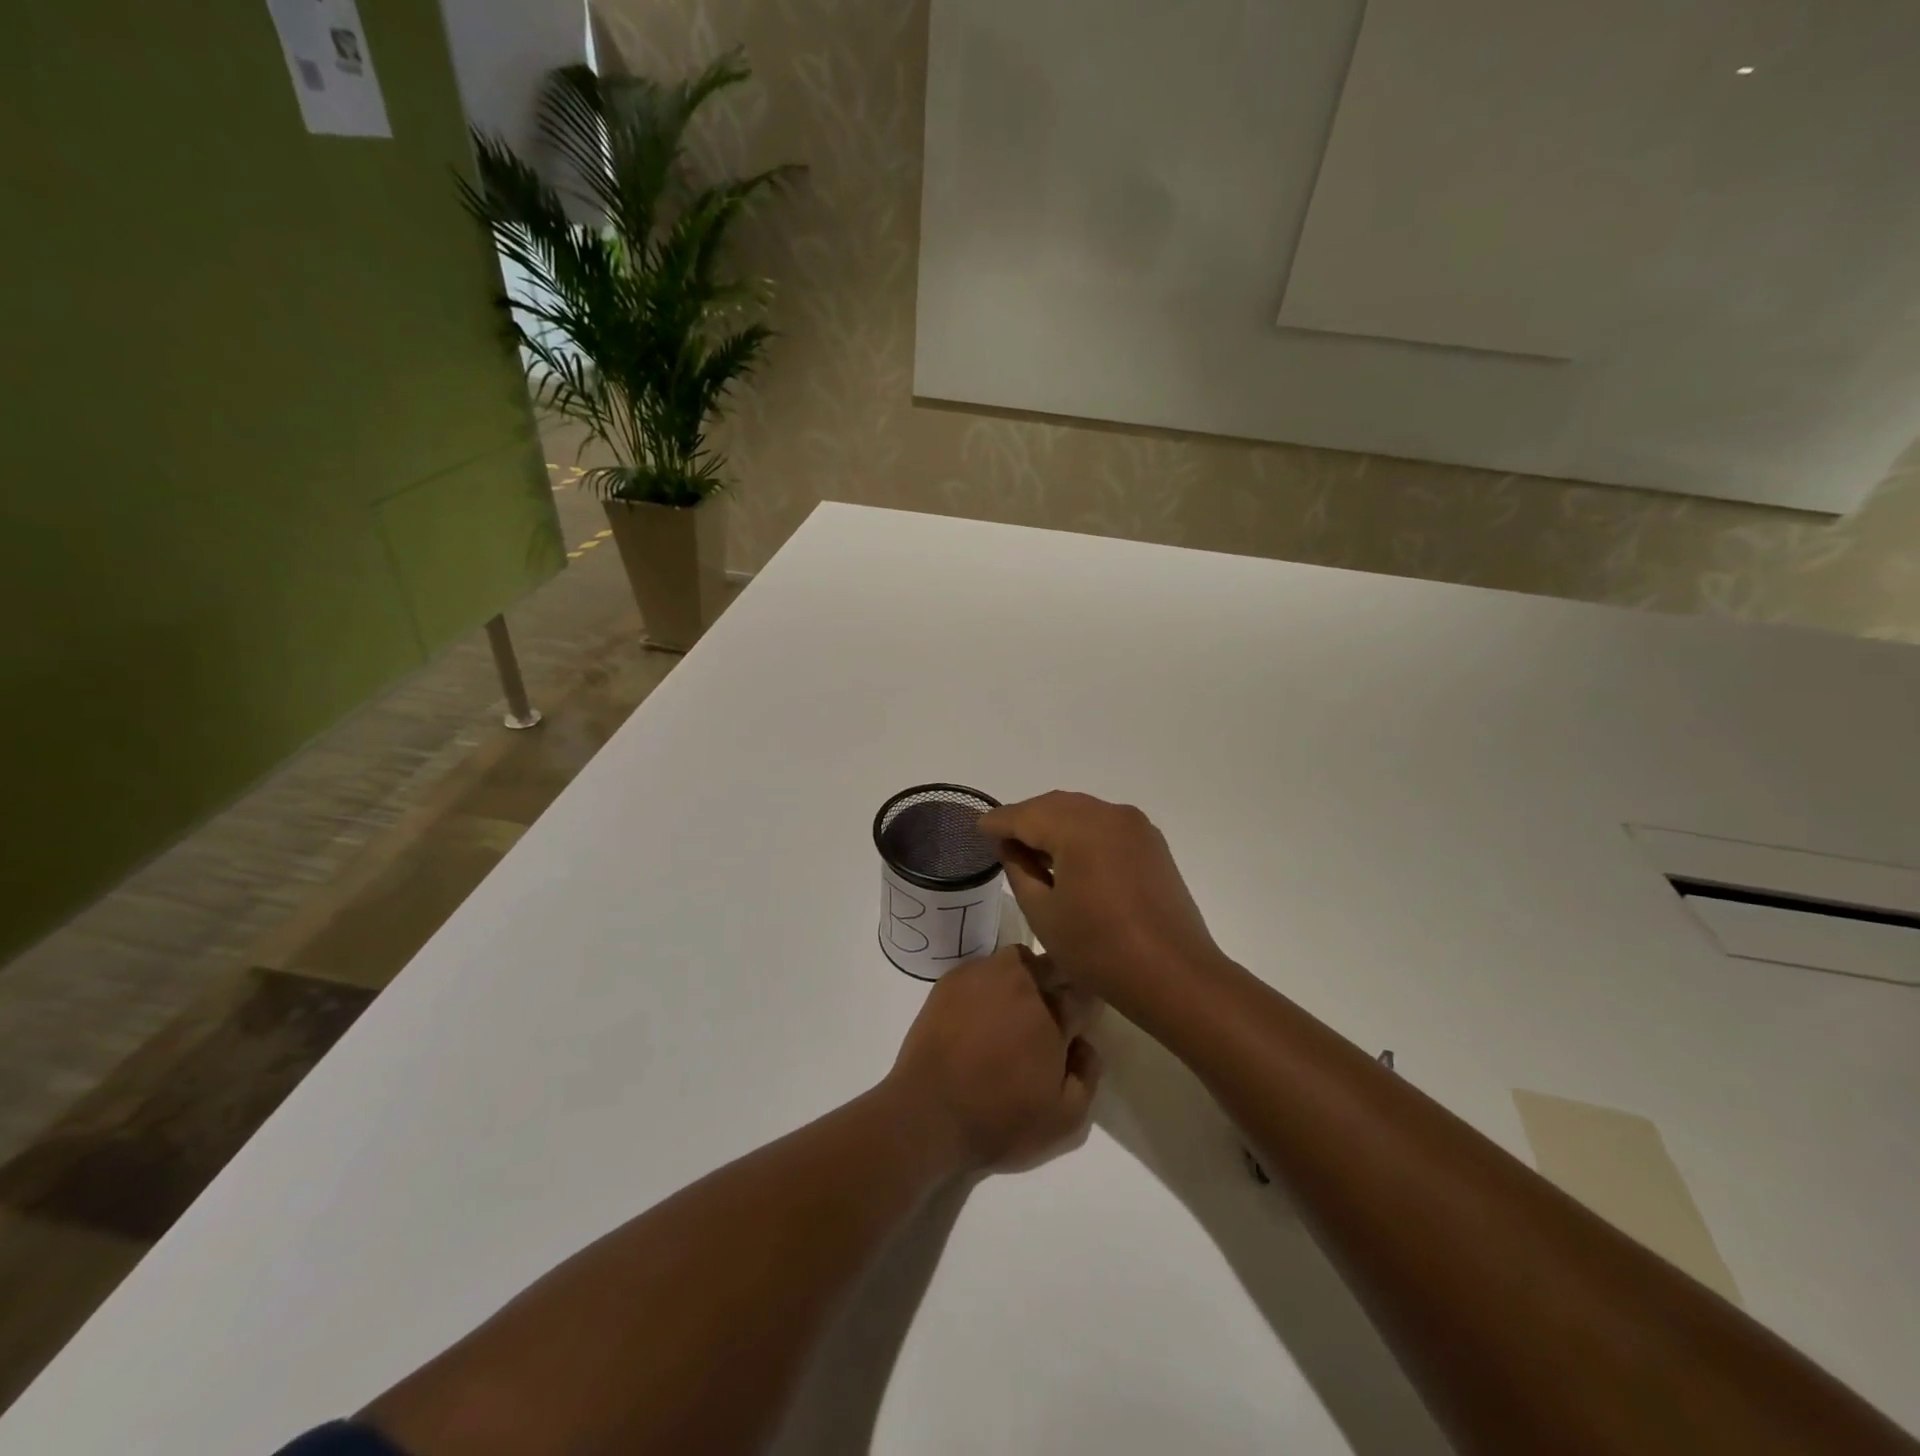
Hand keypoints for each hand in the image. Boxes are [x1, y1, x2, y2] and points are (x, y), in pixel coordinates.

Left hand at [887, 946, 1100, 1174]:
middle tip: (1050, 1016)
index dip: (1086, 1009)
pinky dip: (991, 982)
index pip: (1085, 992)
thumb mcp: (1064, 1120)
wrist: (928, 1114)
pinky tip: (981, 1012)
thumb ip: (1088, 1074)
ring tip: (1014, 1008)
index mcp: (1053, 1013)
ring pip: (1019, 959)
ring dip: (1026, 976)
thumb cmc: (1000, 1120)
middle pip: (1054, 964)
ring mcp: (984, 975)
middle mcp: (1022, 983)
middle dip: (1060, 984)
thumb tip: (1085, 1043)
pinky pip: (984, 968)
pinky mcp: (953, 979)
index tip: (1079, 1025)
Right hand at [978, 791, 1222, 1006]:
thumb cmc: (1099, 949)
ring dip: (1053, 824)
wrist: (1174, 975)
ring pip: (1081, 811)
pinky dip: (1080, 832)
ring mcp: (1135, 826)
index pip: (1025, 814)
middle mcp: (1109, 814)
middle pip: (1054, 805)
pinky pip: (1105, 824)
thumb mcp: (1043, 912)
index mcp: (1079, 827)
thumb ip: (1019, 869)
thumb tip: (1009, 845)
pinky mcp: (1151, 843)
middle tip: (1001, 842)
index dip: (998, 822)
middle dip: (1025, 819)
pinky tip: (1069, 858)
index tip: (978, 830)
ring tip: (1032, 851)